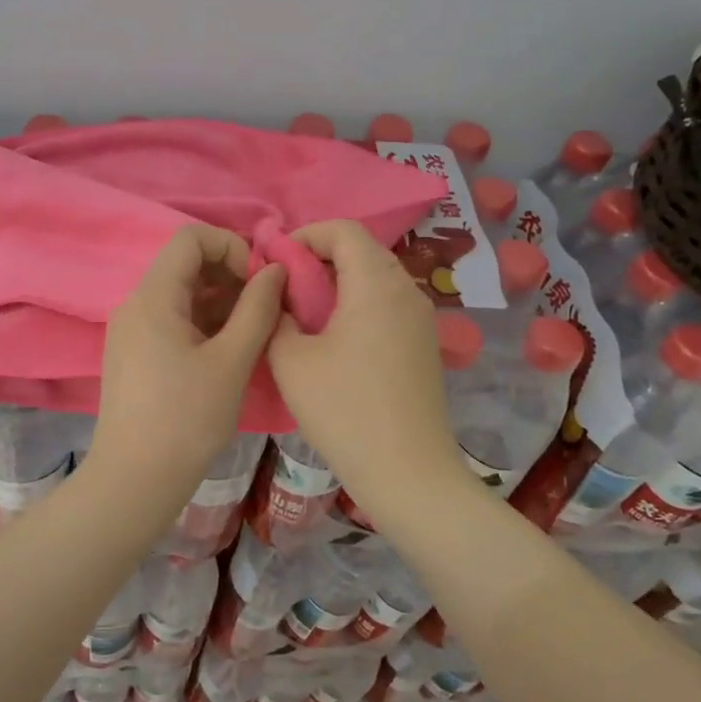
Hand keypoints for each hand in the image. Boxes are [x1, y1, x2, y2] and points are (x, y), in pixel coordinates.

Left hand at [87, 225, 285, 504]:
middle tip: (262, 312)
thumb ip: (257, 308)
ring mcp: (130, 331)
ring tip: (250, 336)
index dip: (231, 247)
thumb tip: (274, 270)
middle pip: (185, 265)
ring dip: (220, 303)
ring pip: (180, 295)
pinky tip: (226, 354)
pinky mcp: (133, 355)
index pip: (190, 238)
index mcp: (153, 297)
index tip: (257, 284)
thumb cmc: (186, 419)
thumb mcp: (232, 361)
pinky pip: (171, 321)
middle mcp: (135, 304)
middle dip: (230, 277)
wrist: (134, 481)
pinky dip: (202, 325)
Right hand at [266, 220, 468, 512]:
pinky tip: (335, 340)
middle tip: (286, 289)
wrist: (407, 471)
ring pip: (376, 279)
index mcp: (376, 284)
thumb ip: (276, 316)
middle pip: (362, 251)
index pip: (344, 230)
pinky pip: (387, 305)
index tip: (277, 263)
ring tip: (306, 315)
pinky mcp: (424, 344)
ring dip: (339, 283)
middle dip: (320, 259)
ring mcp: (421, 318)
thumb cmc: (343, 410)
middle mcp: (406, 290)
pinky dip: (358, 305)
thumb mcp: (291, 361)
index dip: (305, 235)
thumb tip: (278, 296)